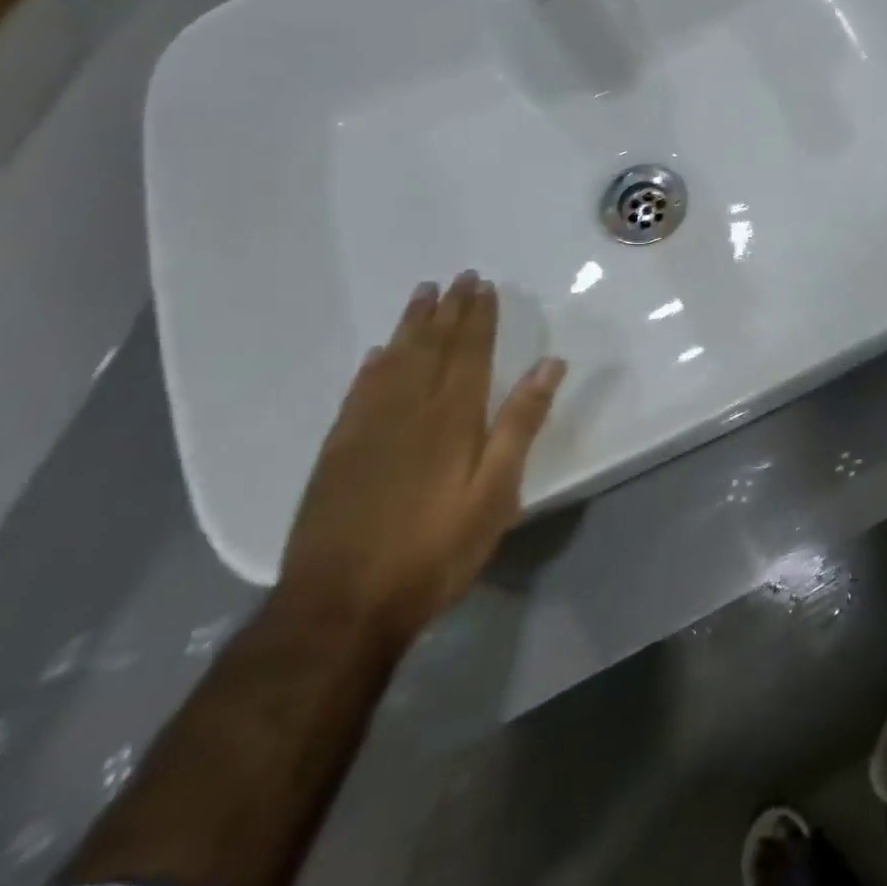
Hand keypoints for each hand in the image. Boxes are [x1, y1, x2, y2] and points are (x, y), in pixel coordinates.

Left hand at [277, 272, 565, 648]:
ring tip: (422, 294)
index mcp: (452, 417)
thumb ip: (520, 425)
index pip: (469, 352)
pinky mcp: (337, 452)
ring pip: (393, 361)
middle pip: (431, 347)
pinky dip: (372, 366)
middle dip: (447, 310)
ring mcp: (367, 429)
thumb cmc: (434, 551)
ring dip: (411, 326)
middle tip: (457, 277)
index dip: (478, 317)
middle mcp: (408, 410)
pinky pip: (359, 392)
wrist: (340, 607)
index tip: (484, 285)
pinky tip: (378, 354)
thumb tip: (549, 364)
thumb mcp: (496, 493)